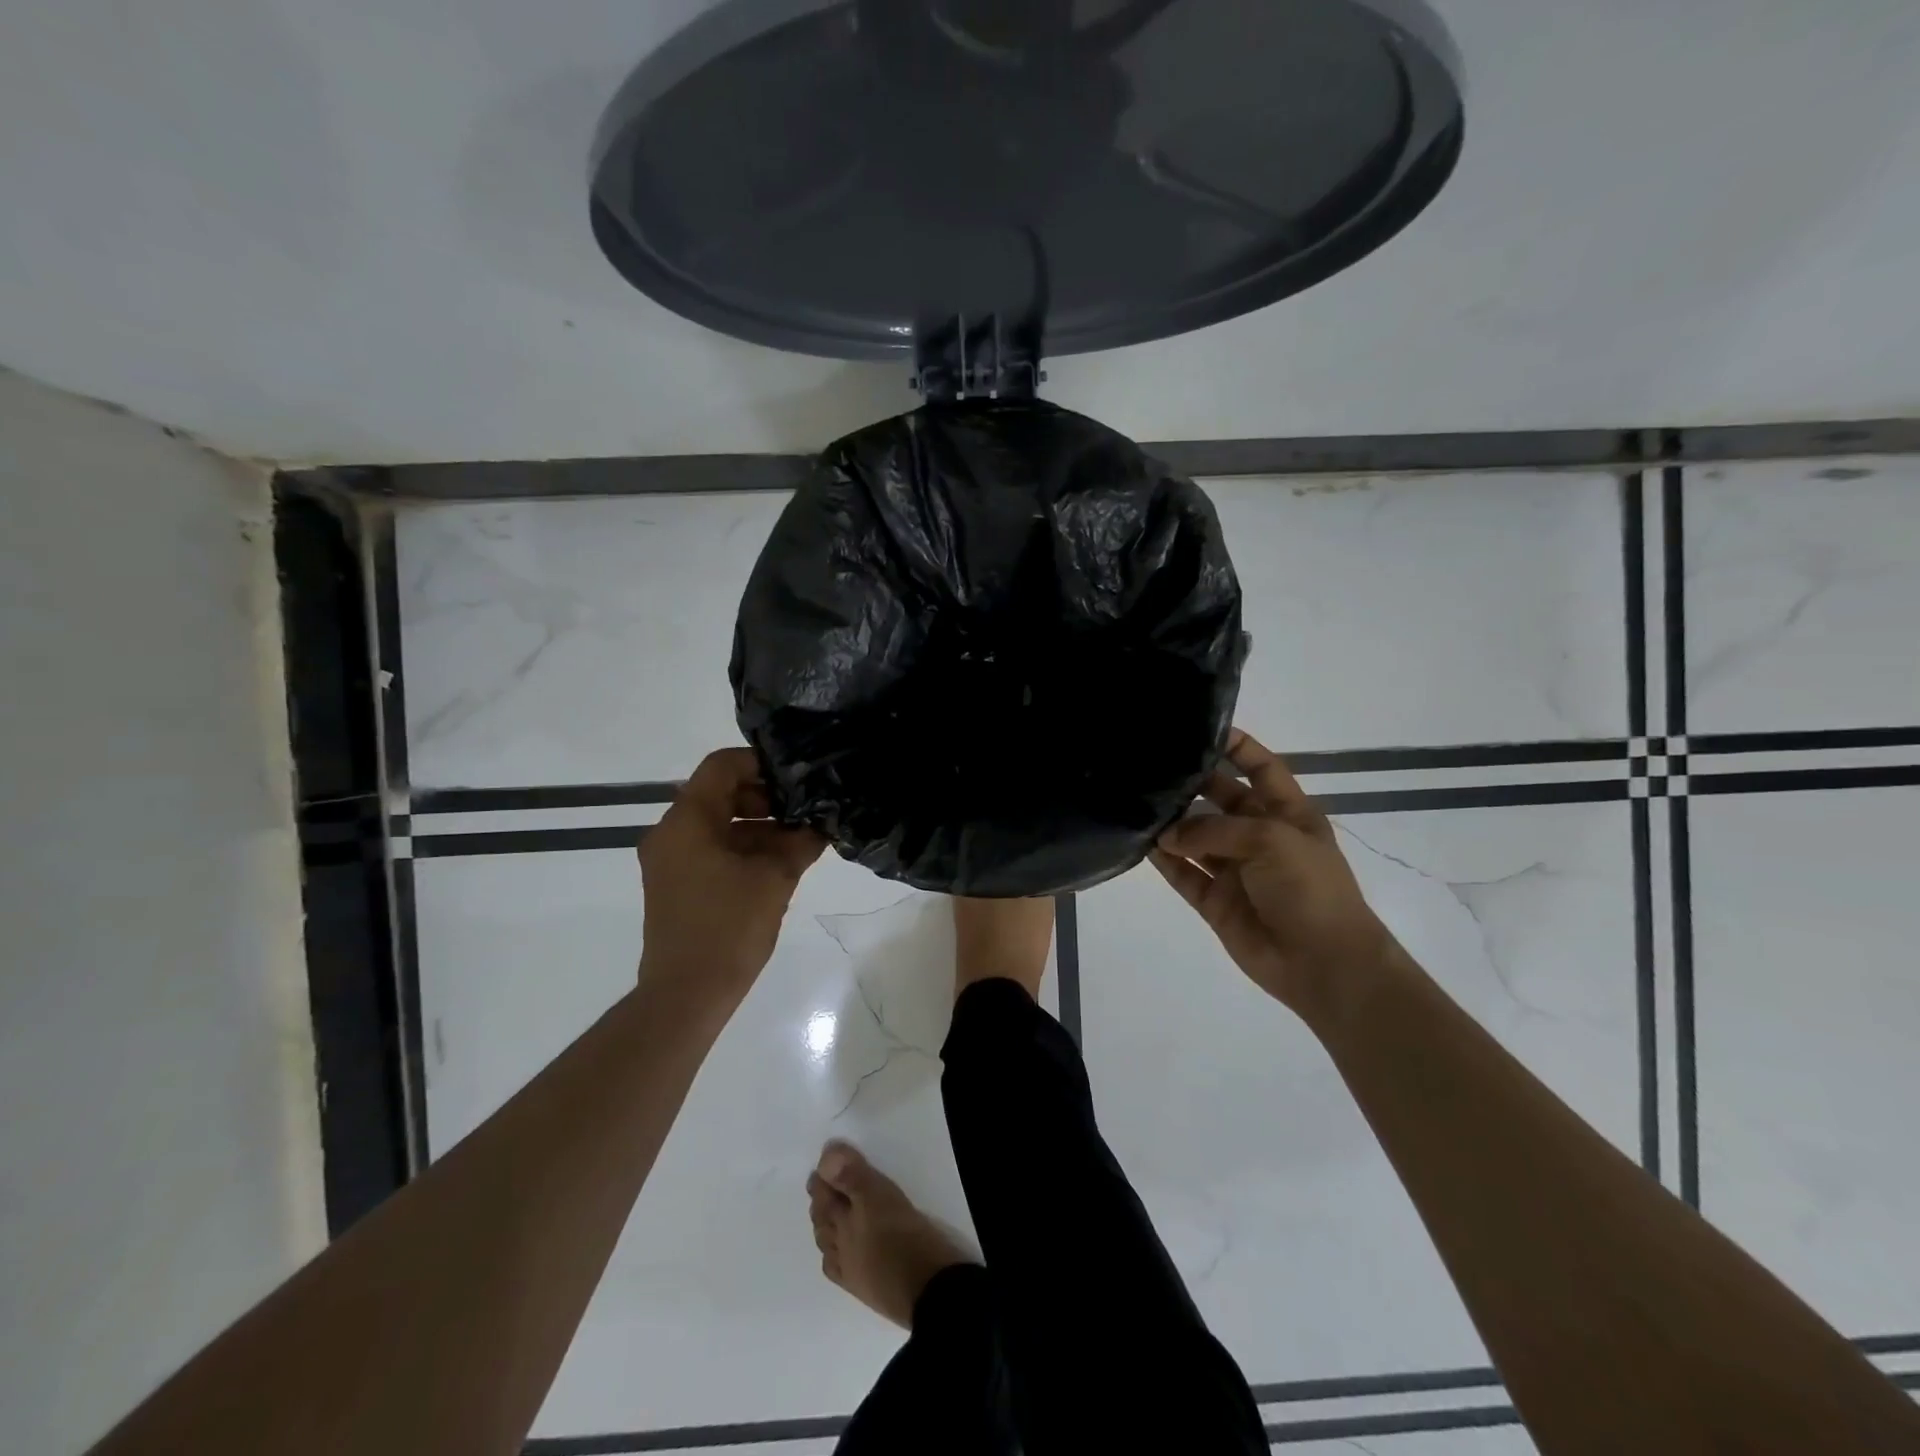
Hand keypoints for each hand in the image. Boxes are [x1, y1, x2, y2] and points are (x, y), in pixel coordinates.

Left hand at [637, 748, 825, 1019]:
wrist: (686, 995)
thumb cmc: (729, 928)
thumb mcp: (775, 878)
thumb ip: (800, 841)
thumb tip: (822, 821)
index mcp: (687, 820)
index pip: (722, 765)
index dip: (761, 763)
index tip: (796, 779)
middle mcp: (670, 832)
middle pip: (719, 792)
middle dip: (765, 797)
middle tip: (803, 811)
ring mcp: (670, 859)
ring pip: (718, 822)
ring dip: (758, 825)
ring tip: (800, 840)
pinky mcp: (676, 883)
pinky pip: (711, 848)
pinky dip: (743, 847)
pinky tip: (779, 862)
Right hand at [1150, 728, 1394, 1015]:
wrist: (1323, 964)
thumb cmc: (1310, 889)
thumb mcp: (1270, 840)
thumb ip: (1214, 830)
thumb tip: (1165, 834)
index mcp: (1288, 813)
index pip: (1261, 768)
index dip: (1237, 747)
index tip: (1201, 730)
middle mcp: (1258, 836)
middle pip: (1221, 799)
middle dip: (1193, 783)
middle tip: (1152, 765)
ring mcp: (1234, 869)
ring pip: (1195, 836)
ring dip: (1171, 822)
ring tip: (1136, 800)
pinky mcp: (1214, 899)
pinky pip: (1183, 873)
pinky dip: (1162, 860)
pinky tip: (1139, 842)